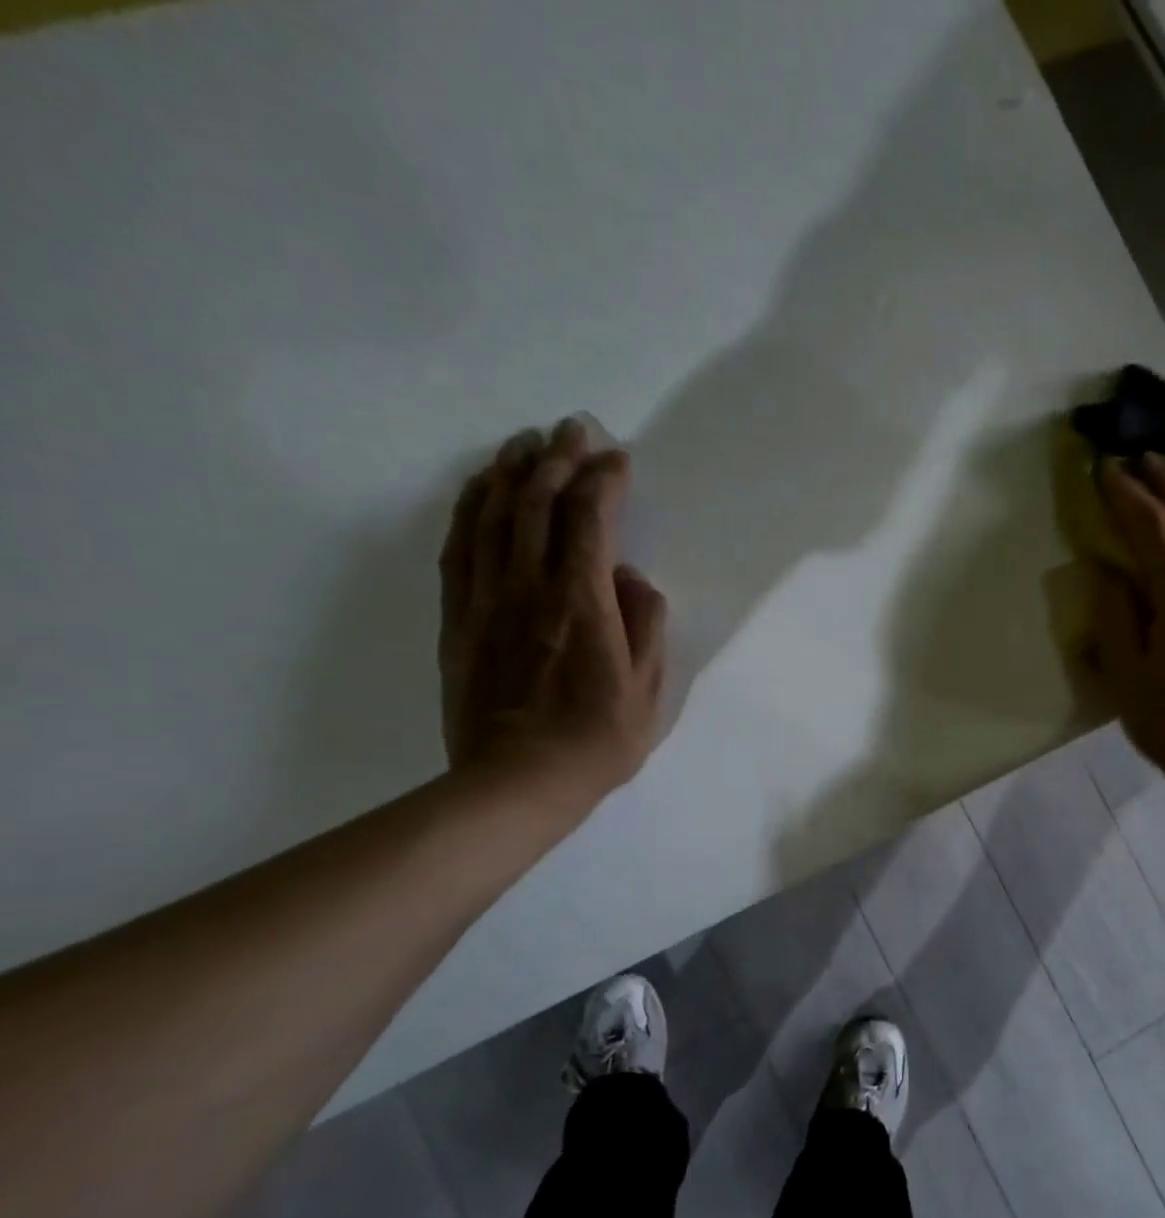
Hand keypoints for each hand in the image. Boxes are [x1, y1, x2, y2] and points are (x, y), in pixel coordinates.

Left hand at [438, 419, 667, 806]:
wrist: (515, 782)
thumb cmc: (595, 740)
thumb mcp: (647, 691)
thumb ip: (646, 626)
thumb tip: (632, 580)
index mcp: (582, 603)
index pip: (590, 520)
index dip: (603, 480)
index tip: (618, 458)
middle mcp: (530, 587)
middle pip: (537, 503)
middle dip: (557, 458)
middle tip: (573, 428)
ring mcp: (486, 599)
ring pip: (493, 515)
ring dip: (510, 471)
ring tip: (526, 442)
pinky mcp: (459, 617)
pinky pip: (459, 546)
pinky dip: (470, 507)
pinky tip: (480, 489)